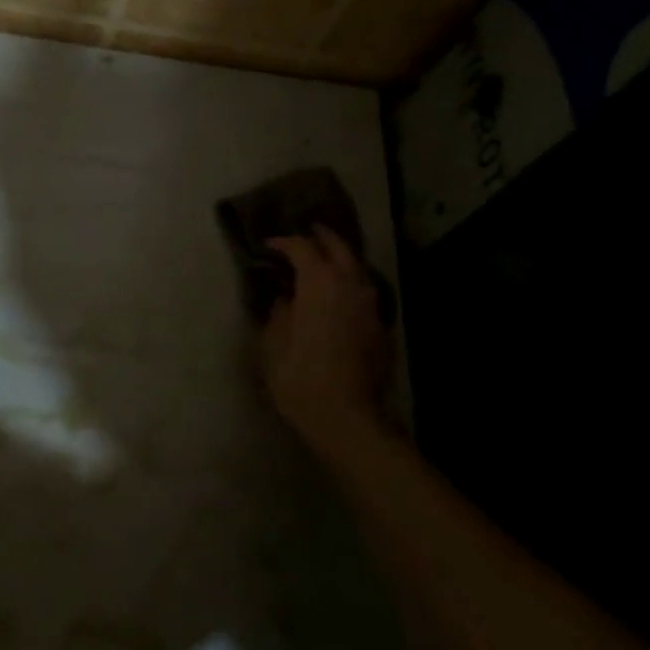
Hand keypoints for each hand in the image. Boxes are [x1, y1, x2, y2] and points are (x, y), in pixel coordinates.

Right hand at [262, 226, 395, 456]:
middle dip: (321, 237)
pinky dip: (351, 285)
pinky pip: (365, 293)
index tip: (268, 246)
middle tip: (306, 233)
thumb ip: (279, 313)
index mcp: (319, 283)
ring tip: (323, 261)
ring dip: (340, 259)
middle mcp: (350, 285)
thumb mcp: (272, 343)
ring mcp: (371, 306)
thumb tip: (287, 299)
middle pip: (338, 248)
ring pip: (358, 269)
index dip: (283, 242)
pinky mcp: (381, 328)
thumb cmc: (299, 377)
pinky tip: (340, 296)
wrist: (346, 417)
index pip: (302, 248)